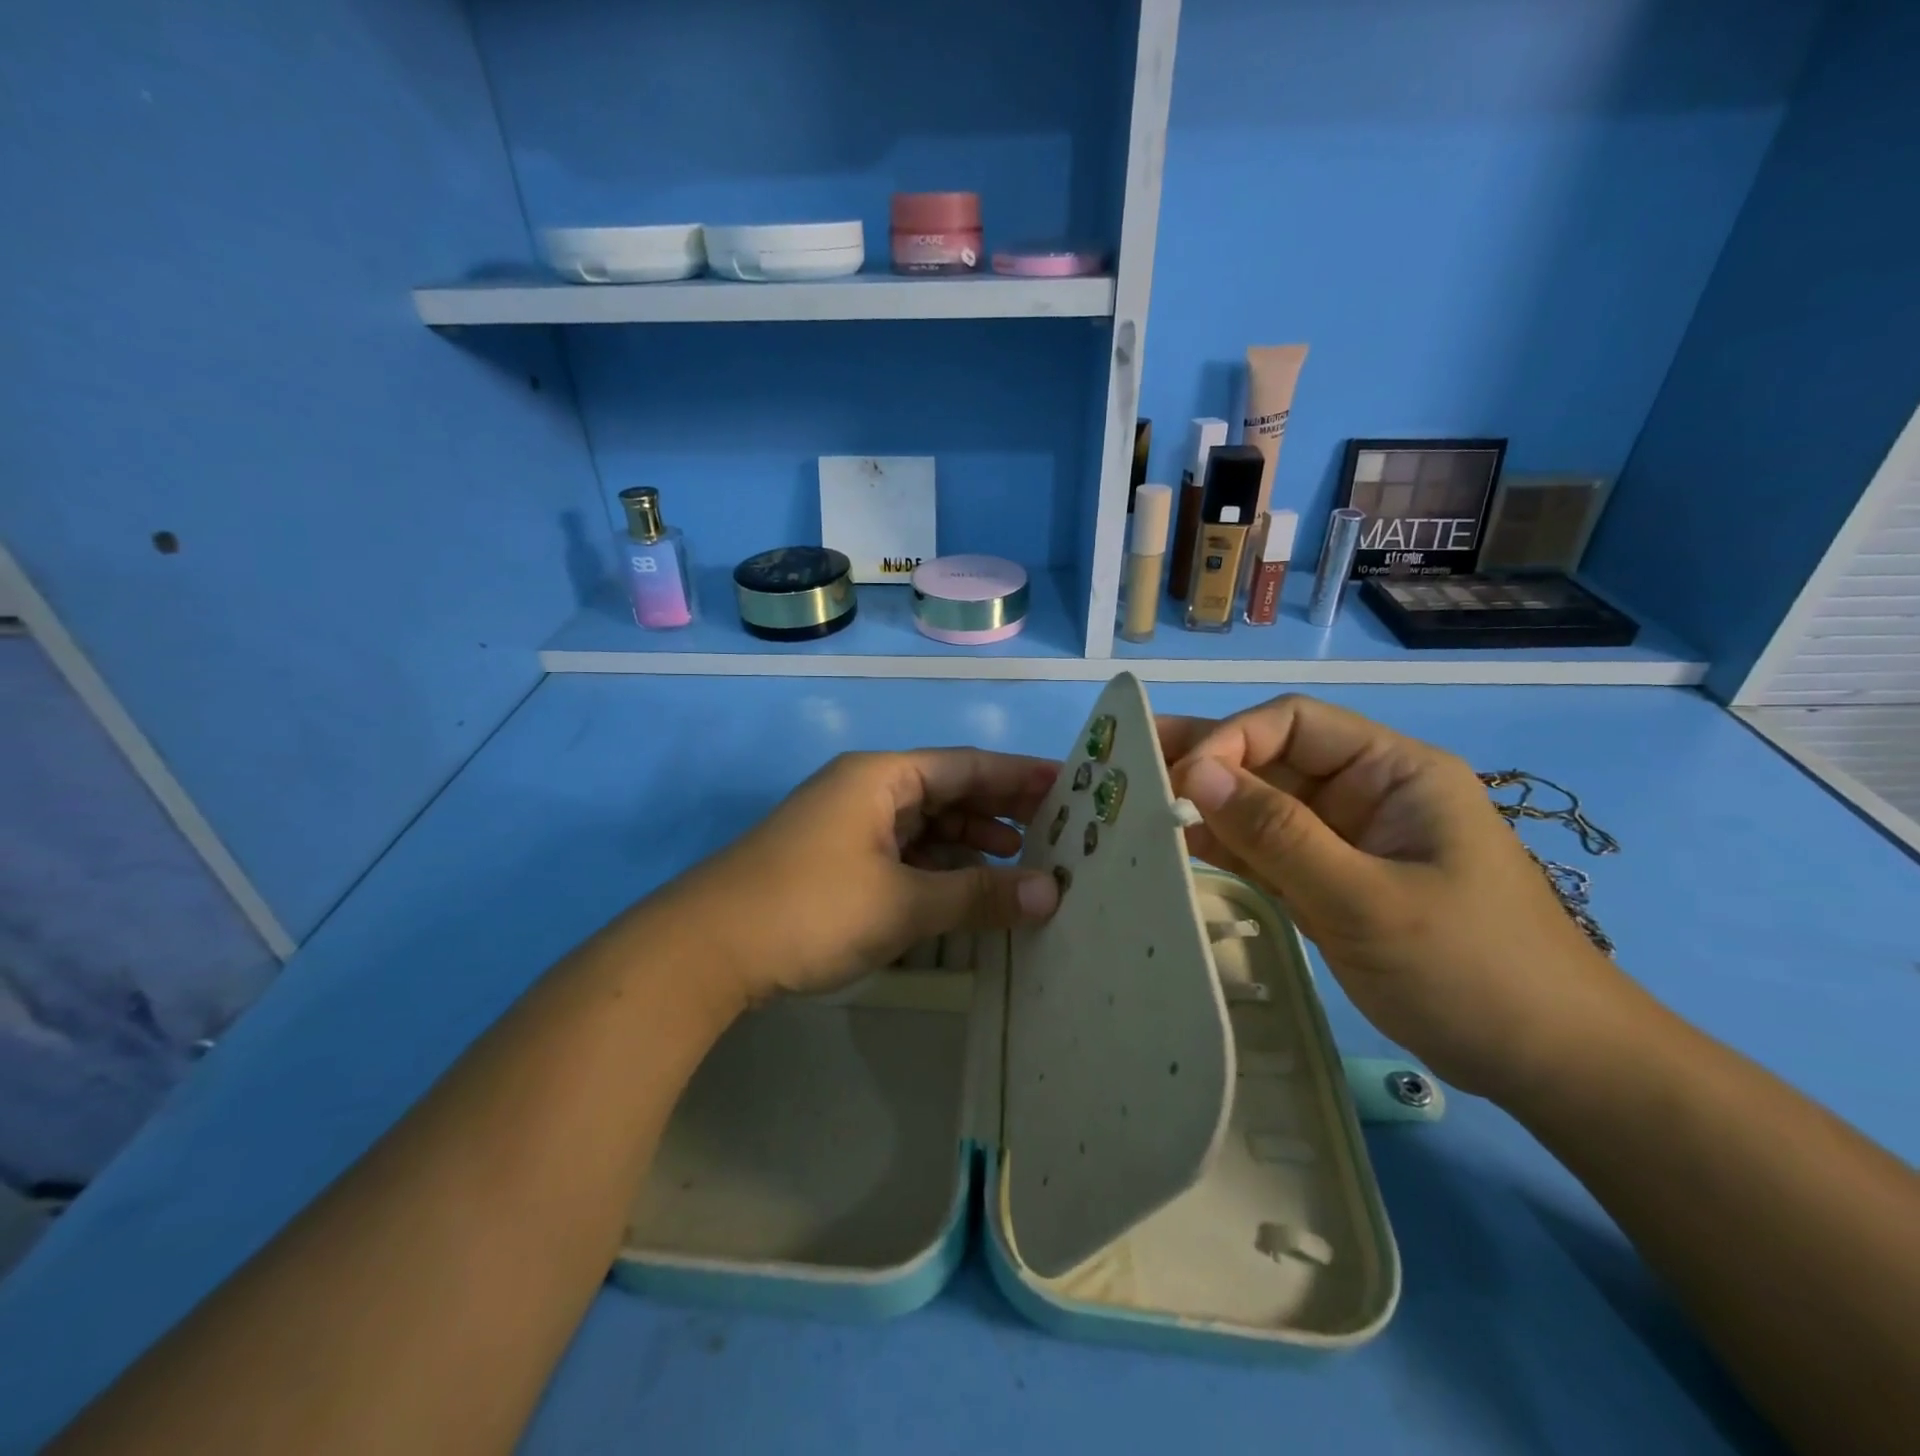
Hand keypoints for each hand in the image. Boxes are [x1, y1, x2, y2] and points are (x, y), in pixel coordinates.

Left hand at [674, 748, 1062, 1005]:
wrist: (705, 950)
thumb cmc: (811, 909)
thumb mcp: (903, 903)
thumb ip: (978, 895)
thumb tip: (1052, 894)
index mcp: (881, 778)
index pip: (967, 766)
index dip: (1020, 776)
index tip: (1070, 787)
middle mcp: (865, 791)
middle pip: (947, 792)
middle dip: (1000, 811)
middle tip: (1057, 830)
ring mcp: (847, 827)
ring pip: (924, 826)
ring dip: (970, 844)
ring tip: (1021, 862)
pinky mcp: (835, 862)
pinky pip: (902, 853)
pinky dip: (937, 868)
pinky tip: (965, 889)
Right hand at [1160, 695, 1630, 1098]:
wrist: (1550, 1067)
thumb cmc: (1474, 971)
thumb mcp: (1368, 901)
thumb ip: (1278, 834)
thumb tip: (1194, 773)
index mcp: (1392, 771)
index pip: (1293, 723)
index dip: (1230, 739)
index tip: (1179, 780)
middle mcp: (1364, 793)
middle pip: (1269, 760)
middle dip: (1204, 764)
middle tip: (1129, 769)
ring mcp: (1346, 840)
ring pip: (1261, 806)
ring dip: (1206, 808)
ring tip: (1136, 809)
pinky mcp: (1331, 881)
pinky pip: (1267, 851)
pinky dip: (1225, 849)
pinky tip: (1177, 849)